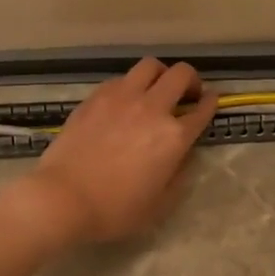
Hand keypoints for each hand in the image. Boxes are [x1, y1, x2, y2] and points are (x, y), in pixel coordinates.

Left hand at [12, 59, 219, 243]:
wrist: (63, 197)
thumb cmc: (114, 209)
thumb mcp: (159, 205)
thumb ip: (178, 176)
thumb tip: (182, 157)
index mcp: (173, 137)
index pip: (202, 109)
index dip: (210, 102)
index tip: (210, 101)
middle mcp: (152, 108)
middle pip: (181, 75)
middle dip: (191, 80)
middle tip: (187, 93)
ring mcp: (122, 98)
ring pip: (150, 66)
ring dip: (161, 74)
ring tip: (156, 88)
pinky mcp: (96, 97)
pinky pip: (121, 79)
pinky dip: (131, 84)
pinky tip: (124, 100)